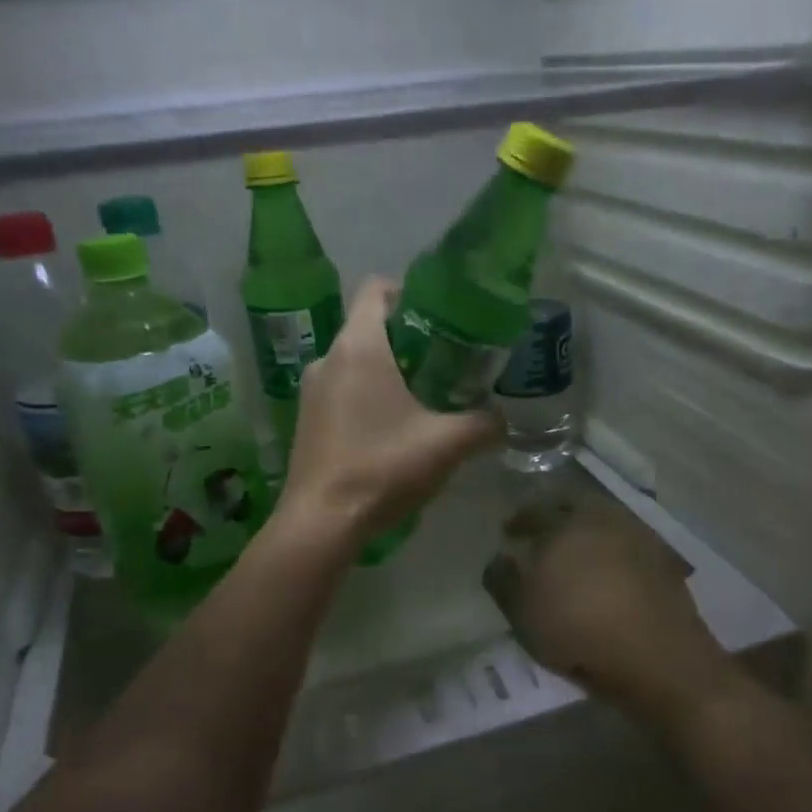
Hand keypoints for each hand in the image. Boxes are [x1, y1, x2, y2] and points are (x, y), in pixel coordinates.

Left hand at [278, 278, 500, 550]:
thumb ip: (484, 424)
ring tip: (425, 398)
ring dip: (388, 370)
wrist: (322, 522)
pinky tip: (393, 429)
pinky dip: (368, 395)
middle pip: (369, 326)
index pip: (376, 288)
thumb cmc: (383, 468)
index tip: (441, 317)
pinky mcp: (307, 420)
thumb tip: (504, 420)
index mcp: (358, 347)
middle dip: (409, 338)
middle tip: (447, 362)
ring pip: (355, 361)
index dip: (410, 291)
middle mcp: (328, 358)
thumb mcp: (447, 444)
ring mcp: (312, 390)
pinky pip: (342, 390)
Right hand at [481, 495, 728, 708]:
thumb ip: (503, 580)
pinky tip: (609, 570)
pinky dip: (614, 549)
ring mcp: (638, 535)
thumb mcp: (522, 612)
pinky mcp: (664, 558)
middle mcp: (603, 518)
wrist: (657, 656)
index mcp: (564, 523)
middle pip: (574, 504)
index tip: (509, 532)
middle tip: (543, 533)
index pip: (535, 509)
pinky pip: (629, 542)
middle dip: (555, 514)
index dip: (519, 520)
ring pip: (605, 520)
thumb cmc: (578, 630)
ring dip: (587, 530)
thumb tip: (500, 557)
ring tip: (576, 554)